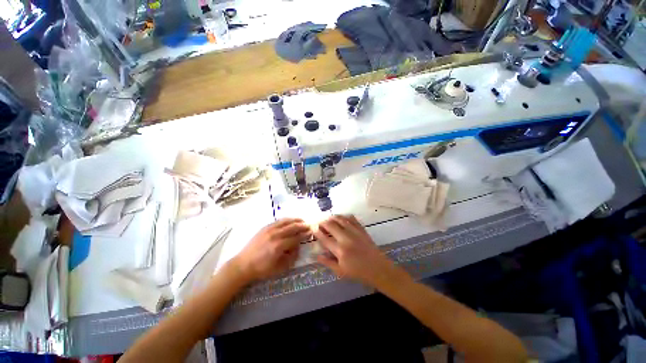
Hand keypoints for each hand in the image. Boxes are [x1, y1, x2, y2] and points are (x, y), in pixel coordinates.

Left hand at [233, 218, 310, 282]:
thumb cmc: (263, 269)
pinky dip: (285, 220)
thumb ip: (291, 257)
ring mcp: (268, 230)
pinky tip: (288, 221)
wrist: (244, 265)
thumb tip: (297, 247)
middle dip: (302, 225)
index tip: (311, 233)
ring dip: (294, 220)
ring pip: (284, 222)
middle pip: (291, 227)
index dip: (305, 235)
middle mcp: (274, 235)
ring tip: (301, 220)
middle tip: (309, 225)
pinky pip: (276, 222)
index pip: (296, 238)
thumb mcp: (281, 268)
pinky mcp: (263, 229)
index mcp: (279, 246)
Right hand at [314, 215, 398, 287]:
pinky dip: (346, 217)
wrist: (377, 269)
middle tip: (319, 222)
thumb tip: (316, 255)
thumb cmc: (358, 273)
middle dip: (323, 222)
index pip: (325, 238)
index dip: (317, 232)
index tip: (312, 228)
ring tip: (328, 218)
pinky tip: (342, 218)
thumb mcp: (340, 271)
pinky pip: (353, 220)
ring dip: (333, 217)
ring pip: (342, 220)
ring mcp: (356, 233)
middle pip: (331, 226)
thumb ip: (328, 262)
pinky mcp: (363, 231)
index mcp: (340, 250)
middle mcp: (346, 239)